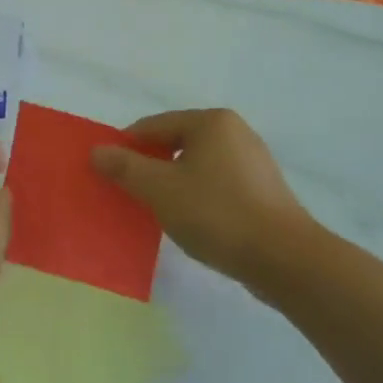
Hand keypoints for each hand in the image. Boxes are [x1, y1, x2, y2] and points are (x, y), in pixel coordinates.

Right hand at [90, 109, 313, 288]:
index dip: (126, 147)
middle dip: (149, 166)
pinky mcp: (263, 191)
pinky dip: (197, 197)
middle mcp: (234, 132)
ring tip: (155, 210)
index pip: (153, 125)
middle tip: (128, 193)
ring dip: (172, 183)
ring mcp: (253, 161)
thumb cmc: (217, 214)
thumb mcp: (160, 190)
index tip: (107, 173)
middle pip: (175, 143)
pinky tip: (190, 221)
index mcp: (211, 122)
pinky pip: (217, 184)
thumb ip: (125, 168)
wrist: (285, 260)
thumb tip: (97, 151)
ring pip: (197, 166)